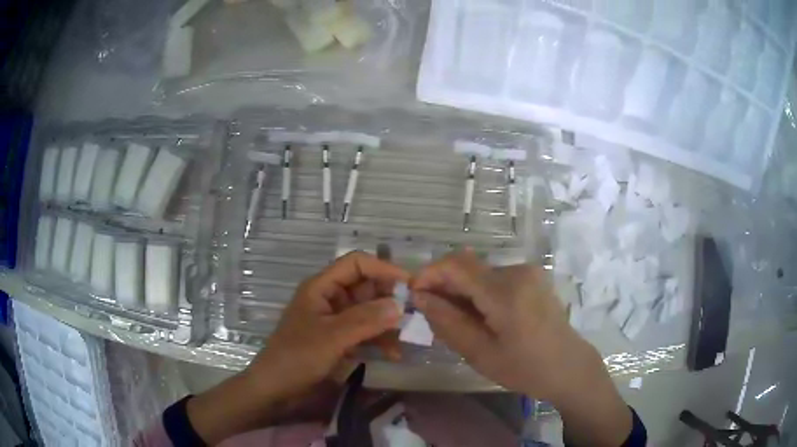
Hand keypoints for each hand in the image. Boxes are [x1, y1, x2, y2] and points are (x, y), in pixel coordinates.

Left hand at [246, 250, 408, 398]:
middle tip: (416, 313)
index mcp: (322, 287)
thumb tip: (400, 304)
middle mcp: (331, 299)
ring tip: (409, 336)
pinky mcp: (340, 340)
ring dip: (388, 322)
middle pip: (366, 287)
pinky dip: (380, 340)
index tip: (410, 285)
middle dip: (390, 299)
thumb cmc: (297, 357)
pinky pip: (366, 332)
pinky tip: (394, 353)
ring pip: (369, 311)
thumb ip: (365, 320)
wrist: (276, 389)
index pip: (356, 264)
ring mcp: (336, 321)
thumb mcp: (331, 337)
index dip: (383, 269)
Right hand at [411, 250, 631, 446]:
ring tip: (459, 322)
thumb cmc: (525, 368)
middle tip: (433, 315)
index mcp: (505, 291)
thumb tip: (420, 297)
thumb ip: (447, 322)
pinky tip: (481, 317)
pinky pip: (495, 278)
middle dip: (444, 286)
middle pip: (467, 267)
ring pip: (480, 273)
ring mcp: (528, 272)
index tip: (414, 295)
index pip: (456, 265)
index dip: (429, 274)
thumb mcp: (480, 353)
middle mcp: (517, 271)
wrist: (569, 366)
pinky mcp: (533, 278)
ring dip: (462, 291)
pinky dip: (479, 293)